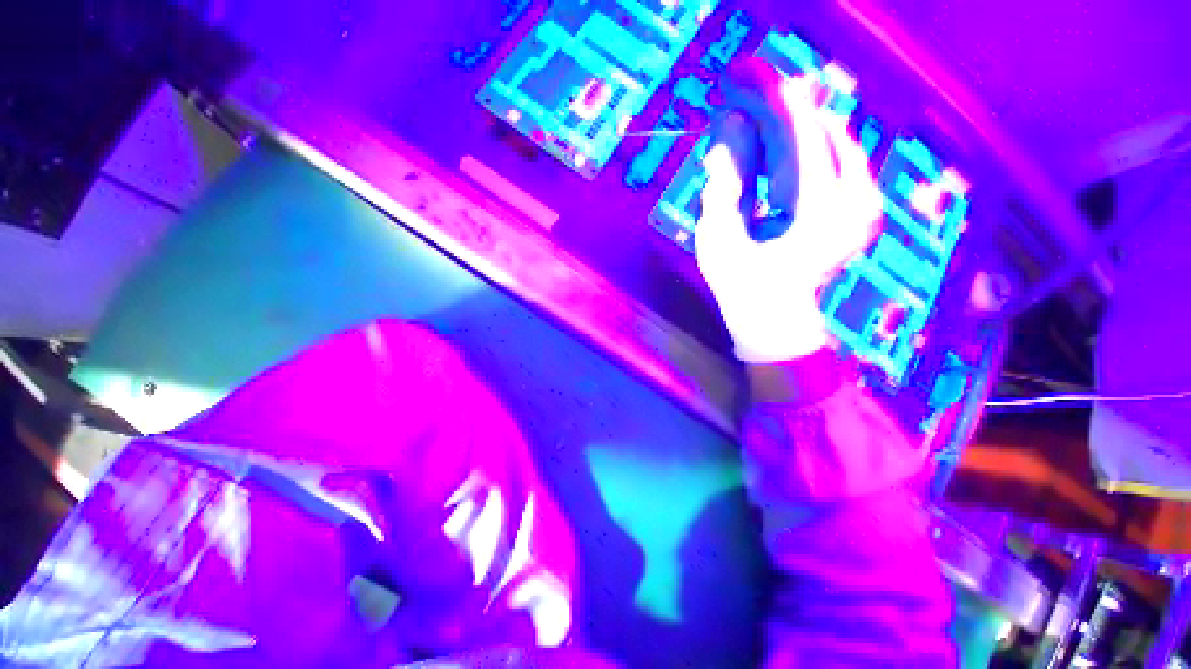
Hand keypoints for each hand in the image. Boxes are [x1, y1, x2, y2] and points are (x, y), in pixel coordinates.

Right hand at [695, 75, 883, 362]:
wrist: (775, 321)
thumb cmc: (740, 286)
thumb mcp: (718, 238)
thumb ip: (725, 182)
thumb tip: (731, 125)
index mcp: (816, 212)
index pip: (794, 134)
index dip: (763, 99)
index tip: (736, 73)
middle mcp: (853, 200)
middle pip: (816, 129)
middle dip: (776, 104)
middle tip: (742, 81)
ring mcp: (864, 203)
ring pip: (829, 138)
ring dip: (790, 122)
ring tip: (754, 107)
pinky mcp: (863, 206)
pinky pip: (836, 156)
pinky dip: (805, 142)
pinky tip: (778, 138)